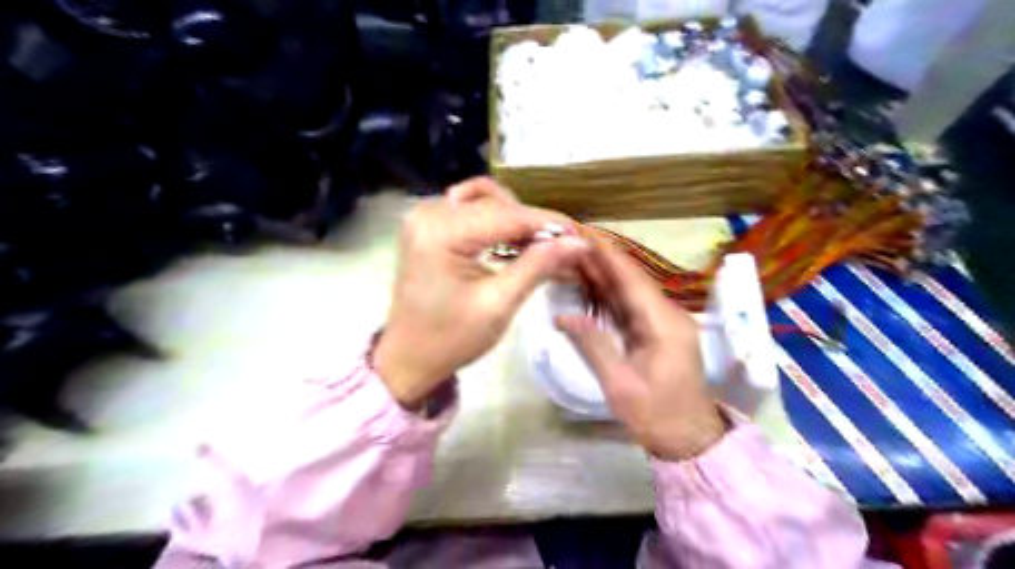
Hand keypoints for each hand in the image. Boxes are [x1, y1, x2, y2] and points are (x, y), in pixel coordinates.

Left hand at [375, 179, 592, 408]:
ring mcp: (425, 216)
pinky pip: (471, 212)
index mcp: (440, 232)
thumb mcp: (499, 304)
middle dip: (532, 223)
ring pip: (485, 202)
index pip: (507, 215)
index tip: (581, 235)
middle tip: (563, 246)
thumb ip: (538, 266)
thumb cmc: (451, 339)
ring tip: (540, 245)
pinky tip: (514, 243)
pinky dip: (496, 223)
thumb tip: (578, 242)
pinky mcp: (428, 226)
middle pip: (496, 203)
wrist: (408, 357)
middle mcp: (428, 212)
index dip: (548, 223)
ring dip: (515, 219)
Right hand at [554, 240, 730, 461]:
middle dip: (602, 259)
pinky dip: (611, 294)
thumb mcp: (620, 384)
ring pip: (631, 291)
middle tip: (572, 241)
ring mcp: (664, 323)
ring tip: (576, 255)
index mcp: (663, 324)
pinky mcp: (658, 332)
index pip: (632, 280)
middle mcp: (667, 315)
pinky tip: (592, 283)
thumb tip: (563, 315)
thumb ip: (593, 345)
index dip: (608, 255)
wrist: (688, 439)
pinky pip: (632, 306)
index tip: (585, 234)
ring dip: (605, 274)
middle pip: (632, 280)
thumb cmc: (656, 415)